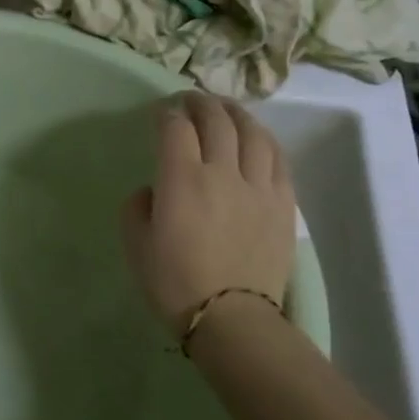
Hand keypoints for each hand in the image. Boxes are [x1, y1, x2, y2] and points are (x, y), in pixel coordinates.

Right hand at [121, 91, 295, 328]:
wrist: (232, 319)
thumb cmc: (174, 283)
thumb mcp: (136, 244)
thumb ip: (137, 206)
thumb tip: (154, 190)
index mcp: (182, 179)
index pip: (175, 128)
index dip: (166, 114)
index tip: (161, 113)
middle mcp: (222, 171)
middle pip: (216, 120)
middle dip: (200, 103)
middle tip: (191, 100)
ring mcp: (258, 185)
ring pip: (252, 133)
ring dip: (235, 113)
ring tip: (225, 109)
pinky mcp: (283, 203)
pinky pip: (277, 158)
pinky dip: (264, 139)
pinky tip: (257, 137)